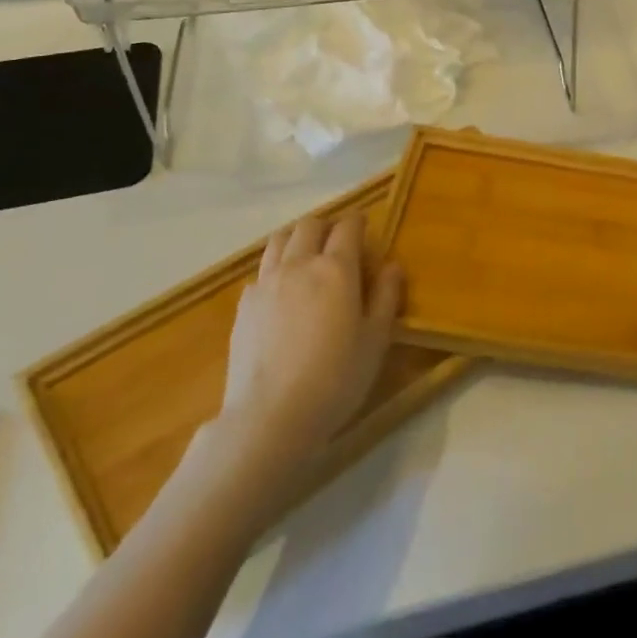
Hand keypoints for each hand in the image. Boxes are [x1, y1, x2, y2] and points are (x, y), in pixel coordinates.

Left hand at [214, 214, 403, 468]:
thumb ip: (387, 296)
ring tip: (308, 257)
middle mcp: (298, 265)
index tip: (365, 226)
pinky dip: (276, 269)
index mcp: (336, 269)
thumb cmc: (336, 378)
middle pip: (309, 226)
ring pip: (279, 241)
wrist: (271, 416)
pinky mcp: (243, 305)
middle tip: (339, 242)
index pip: (347, 227)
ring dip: (297, 239)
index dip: (358, 221)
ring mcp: (265, 283)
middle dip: (326, 226)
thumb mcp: (376, 339)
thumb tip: (392, 265)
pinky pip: (261, 271)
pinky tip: (283, 293)